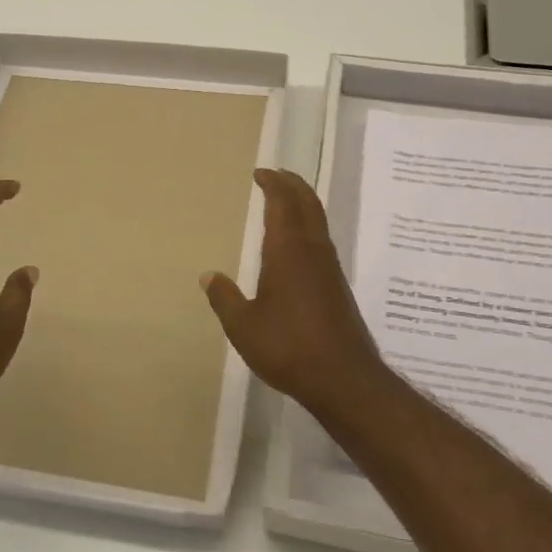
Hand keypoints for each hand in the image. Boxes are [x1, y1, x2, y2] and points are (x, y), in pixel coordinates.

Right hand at [201, 168, 388, 415]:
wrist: (343, 378)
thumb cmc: (288, 347)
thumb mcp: (243, 326)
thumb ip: (225, 298)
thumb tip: (208, 276)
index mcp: (288, 251)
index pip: (283, 204)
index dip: (273, 184)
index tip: (261, 173)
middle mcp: (313, 251)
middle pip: (308, 204)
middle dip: (293, 185)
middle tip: (276, 175)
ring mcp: (329, 268)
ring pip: (318, 221)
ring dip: (303, 204)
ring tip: (286, 201)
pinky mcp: (338, 286)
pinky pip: (322, 241)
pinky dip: (309, 226)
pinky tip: (299, 244)